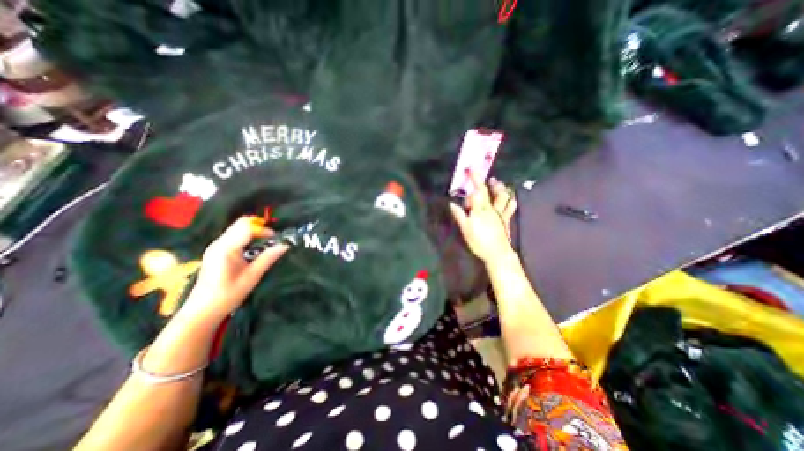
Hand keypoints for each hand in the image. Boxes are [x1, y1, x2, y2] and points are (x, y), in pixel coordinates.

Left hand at [181, 217, 288, 326]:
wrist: (202, 311)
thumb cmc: (228, 295)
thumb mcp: (252, 276)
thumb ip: (268, 258)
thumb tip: (285, 245)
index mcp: (226, 248)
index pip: (246, 226)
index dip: (263, 229)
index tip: (276, 239)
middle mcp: (219, 243)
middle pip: (241, 224)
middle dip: (260, 229)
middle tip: (272, 241)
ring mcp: (216, 246)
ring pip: (239, 228)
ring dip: (255, 233)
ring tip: (266, 246)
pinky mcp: (217, 250)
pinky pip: (235, 236)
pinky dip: (248, 238)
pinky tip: (254, 250)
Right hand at [449, 170, 518, 261]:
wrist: (497, 253)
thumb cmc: (479, 241)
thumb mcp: (466, 229)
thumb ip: (460, 215)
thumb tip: (452, 204)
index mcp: (481, 209)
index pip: (478, 190)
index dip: (475, 179)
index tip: (471, 169)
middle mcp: (491, 208)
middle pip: (490, 191)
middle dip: (487, 182)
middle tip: (485, 176)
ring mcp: (500, 214)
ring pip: (502, 197)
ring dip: (500, 188)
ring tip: (497, 183)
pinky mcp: (506, 220)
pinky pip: (510, 207)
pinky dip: (511, 200)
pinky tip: (512, 197)